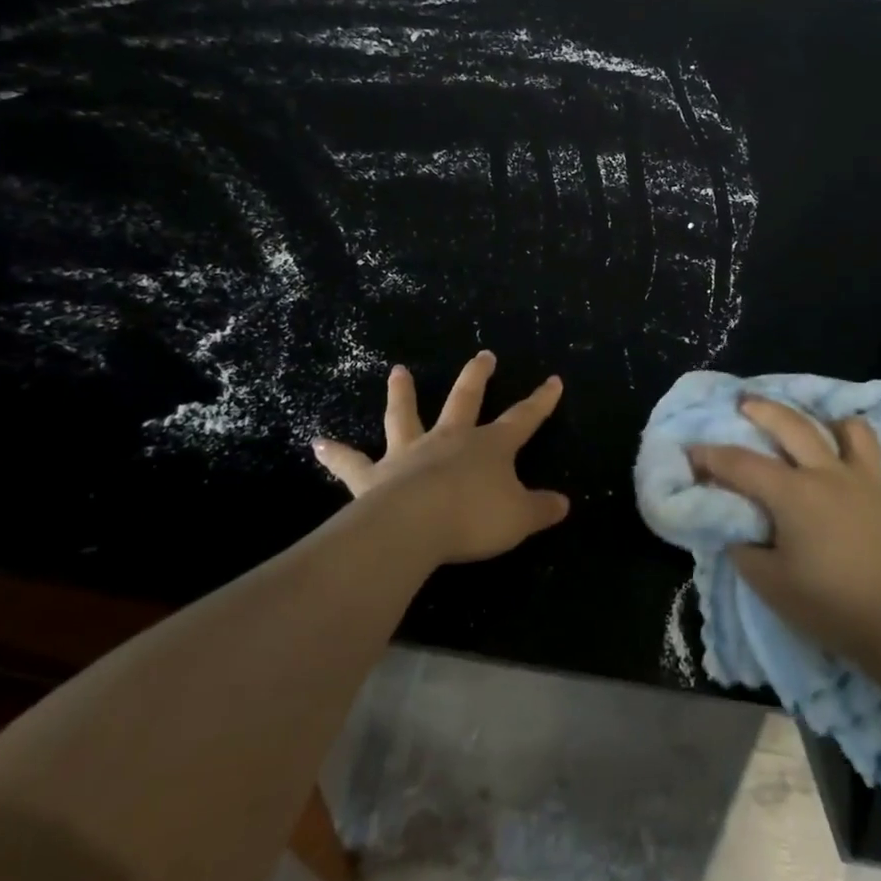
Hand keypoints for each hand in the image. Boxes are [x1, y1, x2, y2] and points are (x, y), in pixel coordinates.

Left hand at [312, 351, 569, 564]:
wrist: (415, 525)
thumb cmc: (474, 518)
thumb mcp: (519, 518)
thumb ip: (541, 510)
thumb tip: (563, 504)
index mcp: (489, 446)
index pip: (523, 418)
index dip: (541, 401)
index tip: (553, 380)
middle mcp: (450, 439)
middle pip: (465, 399)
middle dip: (477, 377)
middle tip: (482, 355)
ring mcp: (410, 453)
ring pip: (405, 415)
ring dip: (402, 393)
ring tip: (397, 371)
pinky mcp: (375, 476)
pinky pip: (352, 463)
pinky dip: (335, 454)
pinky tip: (317, 444)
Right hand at [691, 397, 880, 669]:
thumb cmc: (829, 605)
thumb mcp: (770, 585)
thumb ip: (745, 551)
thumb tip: (738, 533)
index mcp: (793, 492)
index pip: (742, 464)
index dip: (712, 456)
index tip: (692, 452)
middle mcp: (831, 474)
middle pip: (794, 425)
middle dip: (765, 409)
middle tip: (747, 402)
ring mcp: (873, 483)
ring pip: (857, 433)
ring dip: (838, 427)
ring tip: (828, 433)